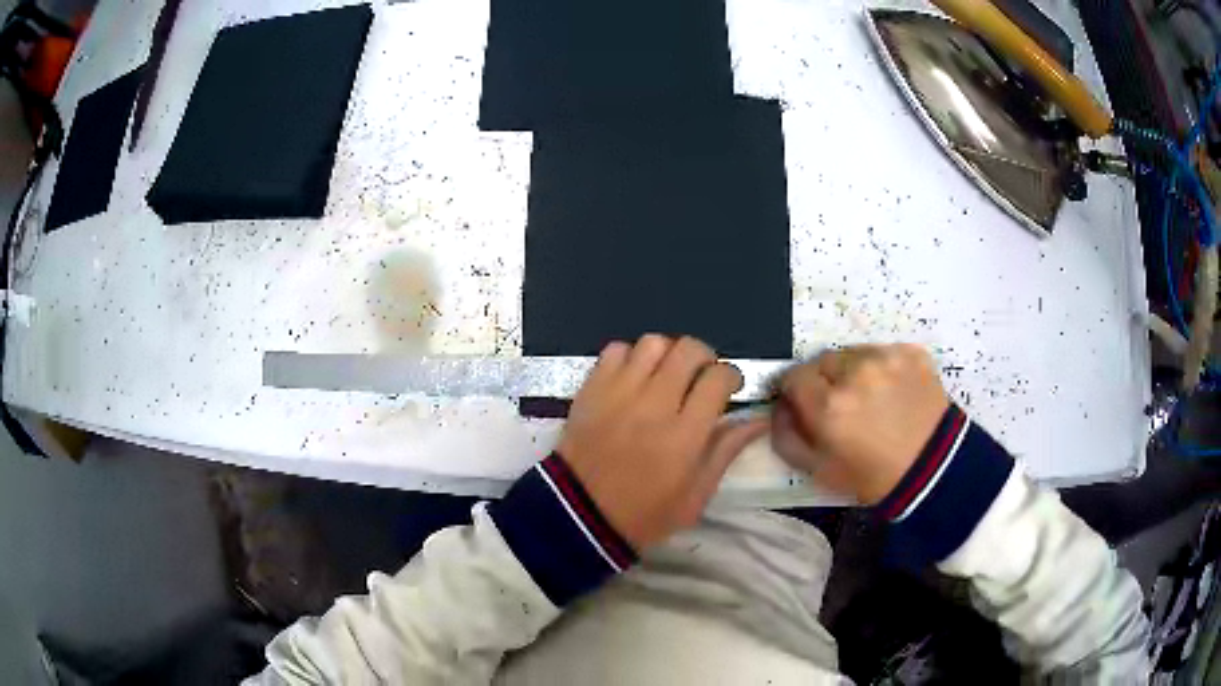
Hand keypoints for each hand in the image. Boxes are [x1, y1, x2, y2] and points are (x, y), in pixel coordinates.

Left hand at [558, 335, 769, 549]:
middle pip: (689, 349)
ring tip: (666, 376)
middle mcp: (653, 404)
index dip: (731, 376)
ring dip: (668, 354)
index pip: (718, 378)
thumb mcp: (695, 496)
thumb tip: (757, 419)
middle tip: (701, 378)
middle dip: (704, 357)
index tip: (729, 389)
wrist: (579, 517)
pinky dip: (631, 357)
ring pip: (653, 343)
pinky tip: (633, 379)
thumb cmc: (643, 514)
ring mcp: (618, 392)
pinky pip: (616, 350)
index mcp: (684, 435)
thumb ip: (726, 451)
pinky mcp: (591, 389)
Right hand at [771, 344, 948, 503]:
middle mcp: (856, 373)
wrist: (934, 470)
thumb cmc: (872, 476)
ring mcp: (887, 358)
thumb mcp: (819, 471)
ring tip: (872, 398)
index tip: (808, 405)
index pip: (793, 376)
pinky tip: (894, 392)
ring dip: (854, 371)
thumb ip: (786, 437)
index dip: (797, 392)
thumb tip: (778, 408)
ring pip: (854, 353)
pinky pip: (884, 352)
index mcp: (829, 406)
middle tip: (843, 405)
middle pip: (823, 361)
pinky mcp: (911, 352)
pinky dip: (883, 368)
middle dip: (826, 380)